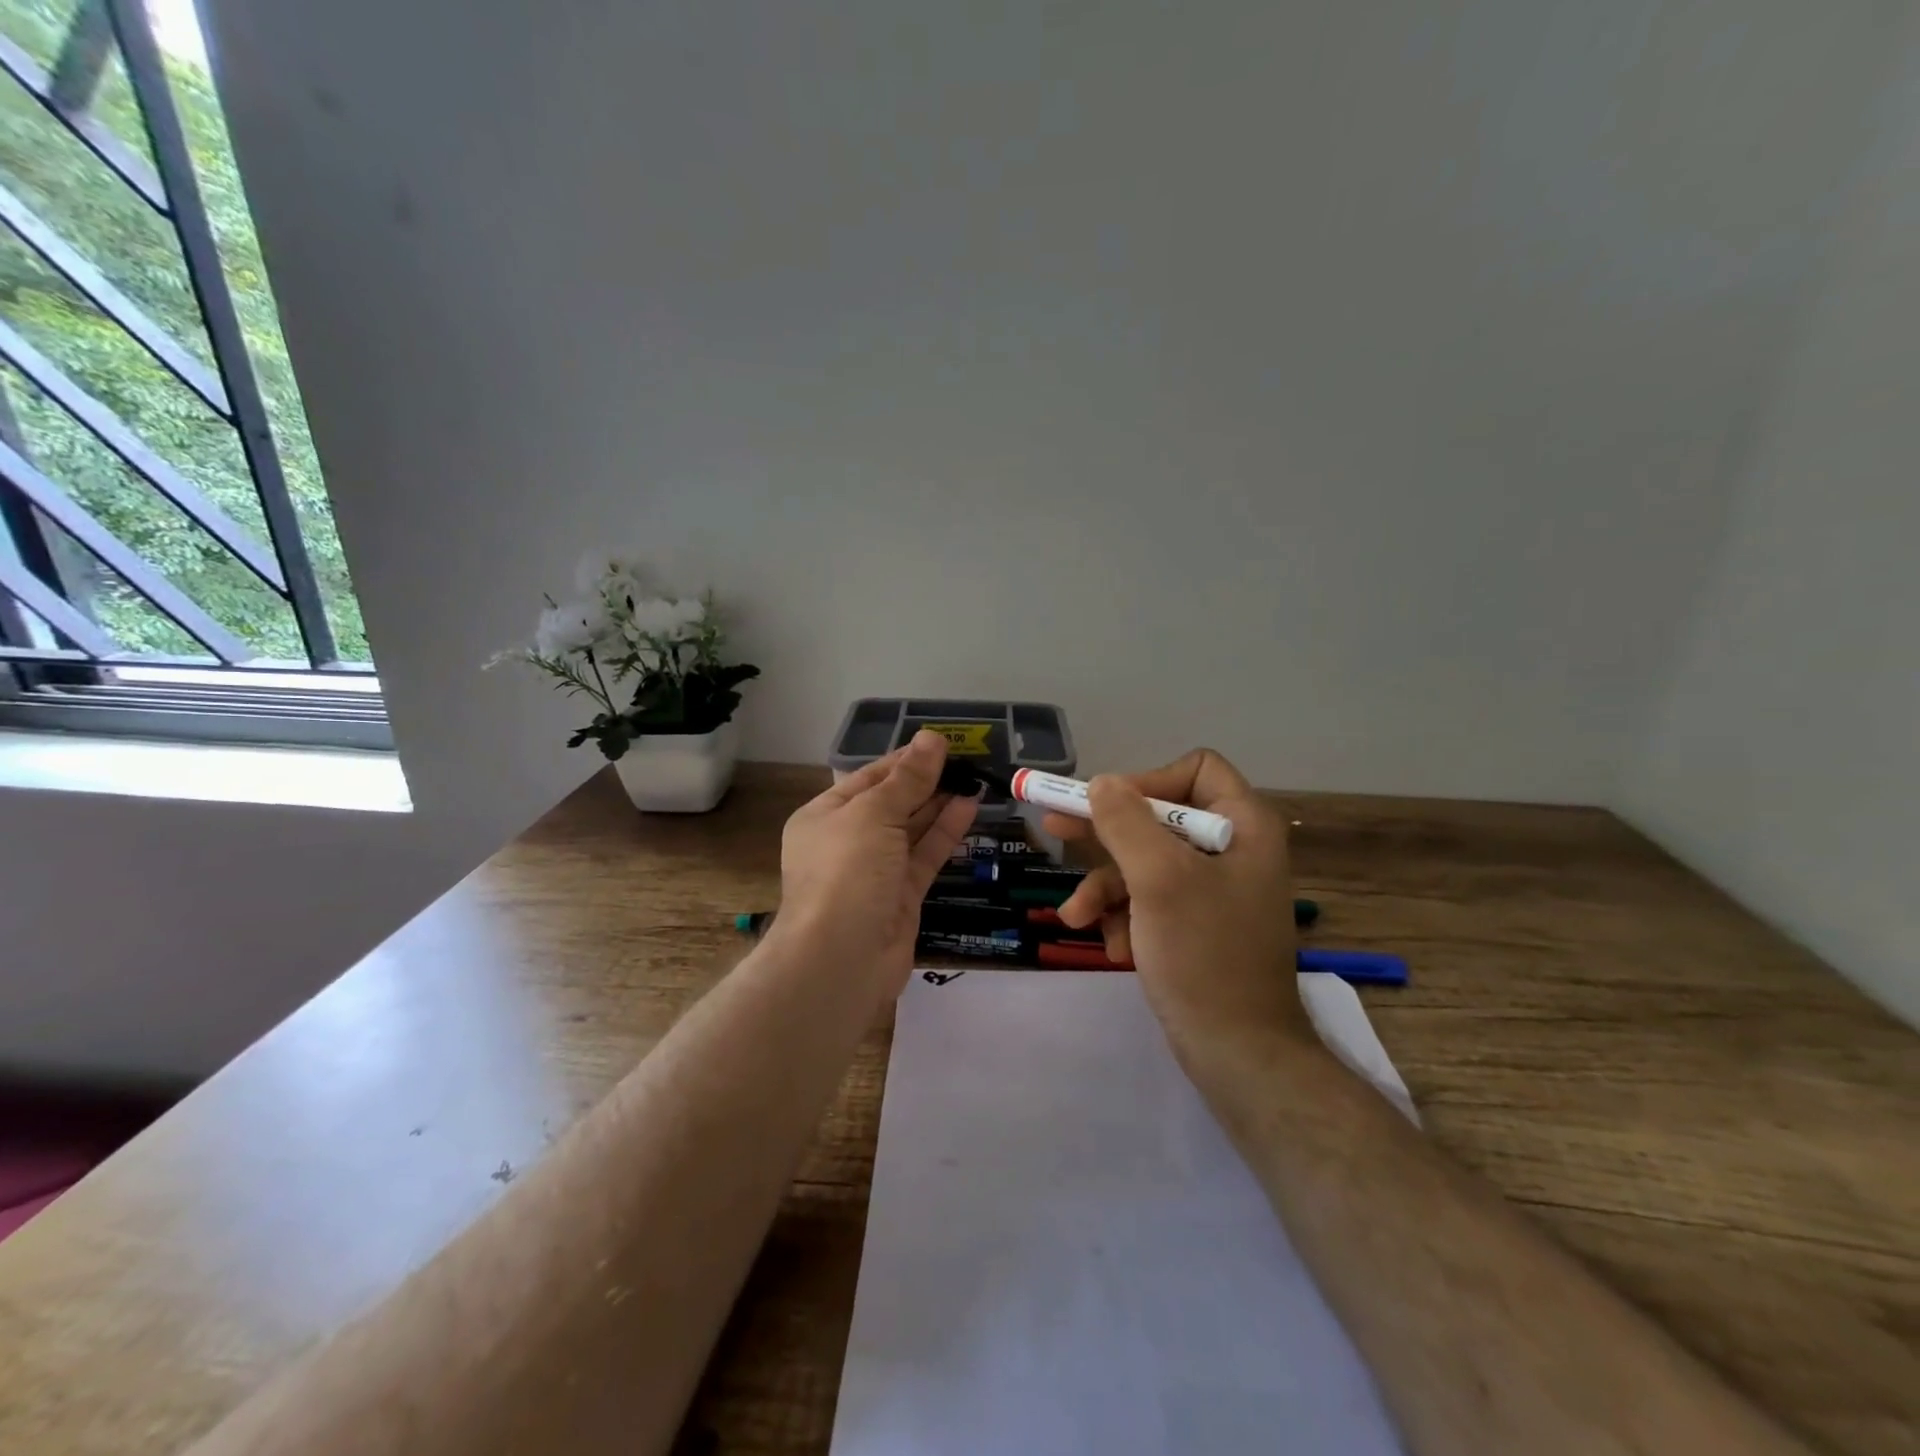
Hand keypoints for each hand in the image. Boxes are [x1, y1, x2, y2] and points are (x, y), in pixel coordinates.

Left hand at [777, 731, 978, 998]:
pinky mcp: (901, 896)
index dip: (905, 760)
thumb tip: (932, 738)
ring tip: (975, 777)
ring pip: (912, 830)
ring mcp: (875, 871)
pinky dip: (946, 832)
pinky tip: (970, 807)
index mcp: (824, 816)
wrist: (841, 959)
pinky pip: (925, 856)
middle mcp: (847, 841)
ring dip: (940, 804)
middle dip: (926, 781)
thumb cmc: (847, 872)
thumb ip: (907, 779)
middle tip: (967, 759)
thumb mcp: (874, 814)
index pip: (869, 778)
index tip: (941, 743)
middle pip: (891, 803)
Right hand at [1051, 749, 1310, 1049]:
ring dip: (1106, 889)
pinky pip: (1152, 901)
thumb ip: (1126, 823)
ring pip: (1146, 863)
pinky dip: (1126, 918)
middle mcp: (1234, 850)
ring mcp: (1215, 891)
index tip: (1108, 807)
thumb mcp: (1158, 880)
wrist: (1239, 1053)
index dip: (1148, 781)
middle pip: (1159, 818)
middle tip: (1054, 830)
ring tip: (1076, 919)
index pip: (1195, 770)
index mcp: (1244, 827)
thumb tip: (1102, 782)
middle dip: (1107, 834)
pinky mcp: (1197, 925)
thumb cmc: (1204, 955)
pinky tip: (1113, 948)